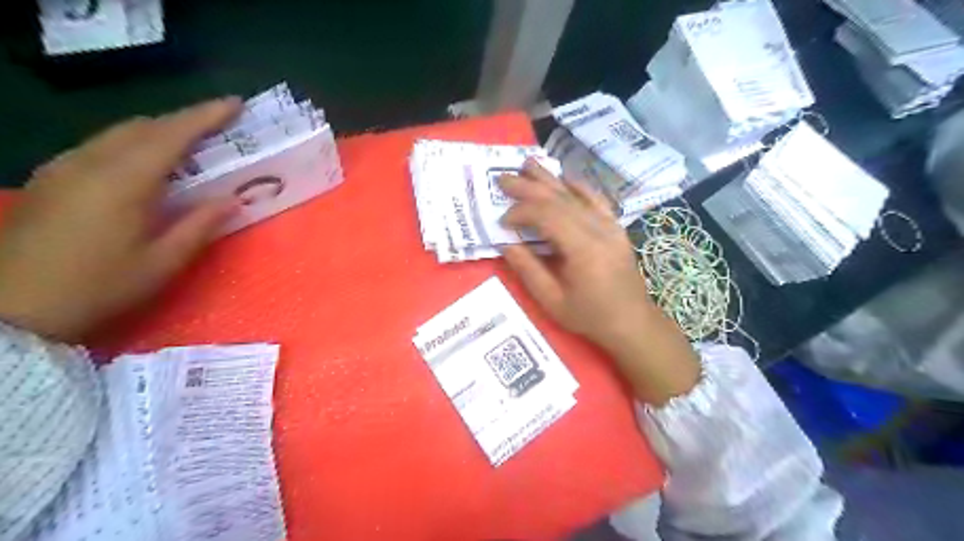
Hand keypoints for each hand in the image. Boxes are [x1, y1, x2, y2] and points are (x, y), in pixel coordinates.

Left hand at [0, 97, 242, 342]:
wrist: (11, 309)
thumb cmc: (98, 288)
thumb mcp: (162, 263)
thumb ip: (200, 226)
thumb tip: (233, 200)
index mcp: (124, 182)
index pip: (172, 135)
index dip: (206, 116)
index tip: (235, 103)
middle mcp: (90, 163)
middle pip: (143, 126)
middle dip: (184, 120)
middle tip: (219, 126)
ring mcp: (63, 168)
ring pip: (118, 133)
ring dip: (158, 131)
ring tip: (189, 144)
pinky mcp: (50, 180)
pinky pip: (99, 146)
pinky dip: (132, 144)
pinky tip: (144, 165)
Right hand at [502, 161, 697, 404]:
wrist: (633, 322)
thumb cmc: (590, 316)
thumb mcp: (552, 300)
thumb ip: (528, 269)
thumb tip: (505, 243)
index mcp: (582, 249)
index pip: (547, 216)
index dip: (521, 213)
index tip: (502, 221)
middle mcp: (598, 230)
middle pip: (559, 199)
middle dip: (529, 187)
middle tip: (503, 177)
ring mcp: (610, 226)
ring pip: (576, 195)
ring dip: (550, 179)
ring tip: (528, 164)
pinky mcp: (616, 228)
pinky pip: (597, 200)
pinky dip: (579, 186)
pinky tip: (564, 177)